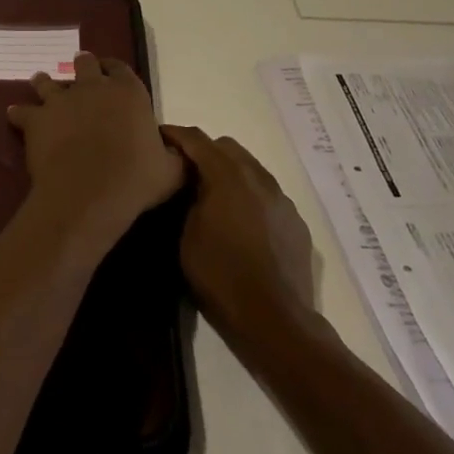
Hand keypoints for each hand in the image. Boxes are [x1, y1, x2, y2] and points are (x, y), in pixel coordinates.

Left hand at [7, 53, 183, 251]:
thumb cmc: (136, 179)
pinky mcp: (37, 119)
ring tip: (41, 82)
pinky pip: (23, 111)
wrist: (89, 191)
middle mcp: (94, 88)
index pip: (121, 69)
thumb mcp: (172, 171)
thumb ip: (174, 156)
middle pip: (84, 65)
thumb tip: (178, 151)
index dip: (114, 69)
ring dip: (45, 82)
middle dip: (82, 66)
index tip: (110, 72)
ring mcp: (62, 100)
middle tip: (79, 69)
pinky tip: (14, 115)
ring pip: (48, 82)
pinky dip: (19, 113)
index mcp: (129, 93)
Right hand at [161, 127, 315, 342]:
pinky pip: (267, 194)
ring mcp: (281, 198)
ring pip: (251, 168)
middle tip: (185, 171)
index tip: (157, 137)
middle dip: (204, 151)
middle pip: (227, 147)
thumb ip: (187, 199)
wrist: (274, 318)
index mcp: (227, 175)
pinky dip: (250, 196)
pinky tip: (241, 223)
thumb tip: (189, 184)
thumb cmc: (220, 275)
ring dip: (230, 172)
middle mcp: (258, 177)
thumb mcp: (185, 235)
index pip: (196, 139)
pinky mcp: (295, 220)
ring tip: (213, 197)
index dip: (174, 134)